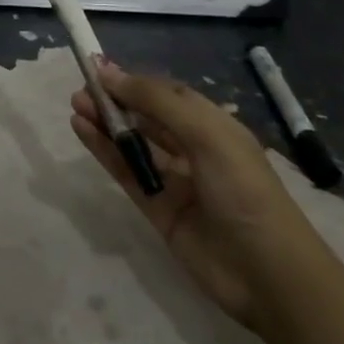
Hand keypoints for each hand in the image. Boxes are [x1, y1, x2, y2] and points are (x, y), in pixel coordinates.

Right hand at [71, 61, 324, 327]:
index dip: (134, 81)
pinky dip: (105, 152)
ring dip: (106, 124)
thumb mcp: (205, 134)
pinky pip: (127, 173)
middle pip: (147, 118)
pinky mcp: (158, 210)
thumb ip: (156, 102)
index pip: (167, 95)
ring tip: (75, 106)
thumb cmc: (244, 190)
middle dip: (116, 101)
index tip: (99, 69)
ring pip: (134, 144)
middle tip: (81, 89)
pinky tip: (83, 132)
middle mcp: (194, 150)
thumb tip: (109, 72)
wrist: (267, 274)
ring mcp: (175, 182)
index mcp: (214, 127)